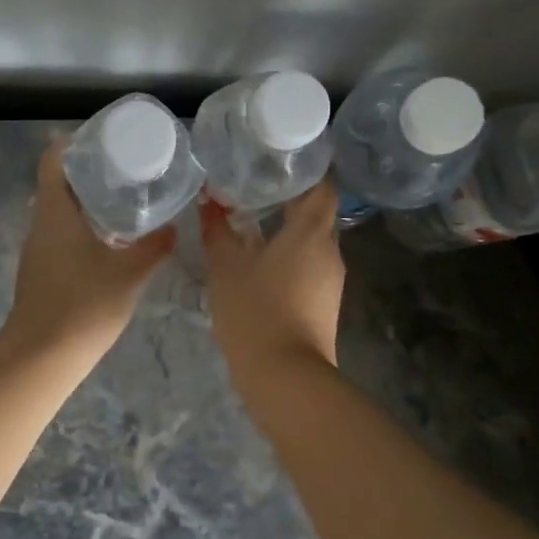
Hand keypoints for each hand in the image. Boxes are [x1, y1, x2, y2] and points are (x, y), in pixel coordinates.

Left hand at [2, 138, 175, 363]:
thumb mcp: (128, 274)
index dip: (74, 143)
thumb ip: (153, 247)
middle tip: (127, 166)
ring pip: (60, 210)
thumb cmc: (84, 305)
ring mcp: (38, 248)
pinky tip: (110, 238)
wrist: (42, 356)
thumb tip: (173, 227)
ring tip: (125, 198)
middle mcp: (41, 223)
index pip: (54, 160)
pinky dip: (82, 225)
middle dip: (89, 170)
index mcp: (55, 212)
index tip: (104, 138)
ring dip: (86, 200)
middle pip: (58, 182)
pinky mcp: (41, 270)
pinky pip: (61, 233)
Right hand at [201, 179, 344, 382]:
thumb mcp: (226, 268)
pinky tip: (260, 261)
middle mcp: (330, 251)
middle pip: (317, 213)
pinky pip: (309, 265)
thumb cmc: (255, 311)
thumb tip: (208, 203)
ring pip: (312, 241)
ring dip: (287, 230)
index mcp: (311, 232)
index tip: (279, 161)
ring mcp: (330, 280)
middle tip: (254, 186)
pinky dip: (289, 255)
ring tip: (252, 221)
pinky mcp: (324, 303)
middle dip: (290, 198)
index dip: (306, 169)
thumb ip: (217, 231)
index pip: (323, 186)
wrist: (286, 377)